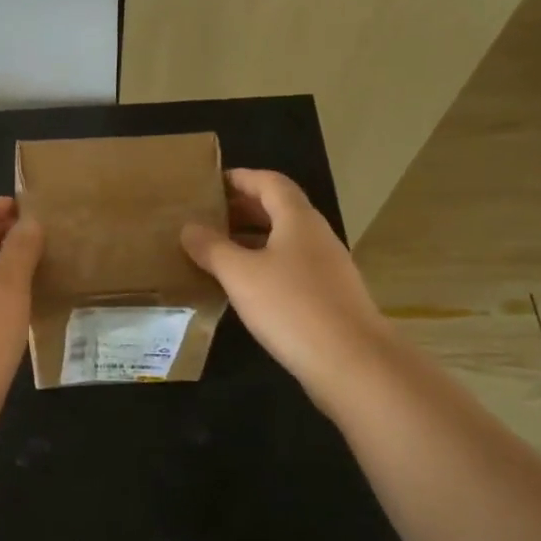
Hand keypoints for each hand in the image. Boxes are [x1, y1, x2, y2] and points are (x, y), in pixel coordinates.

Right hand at [180, 169, 392, 405]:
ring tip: (217, 249)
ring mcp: (327, 268)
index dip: (241, 178)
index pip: (270, 182)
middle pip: (279, 209)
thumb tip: (188, 227)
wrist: (352, 363)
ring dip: (252, 238)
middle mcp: (316, 236)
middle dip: (243, 208)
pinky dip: (264, 265)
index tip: (211, 182)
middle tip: (207, 215)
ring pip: (284, 240)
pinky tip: (244, 286)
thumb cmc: (292, 306)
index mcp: (298, 219)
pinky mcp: (328, 297)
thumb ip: (212, 248)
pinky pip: (290, 267)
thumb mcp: (240, 274)